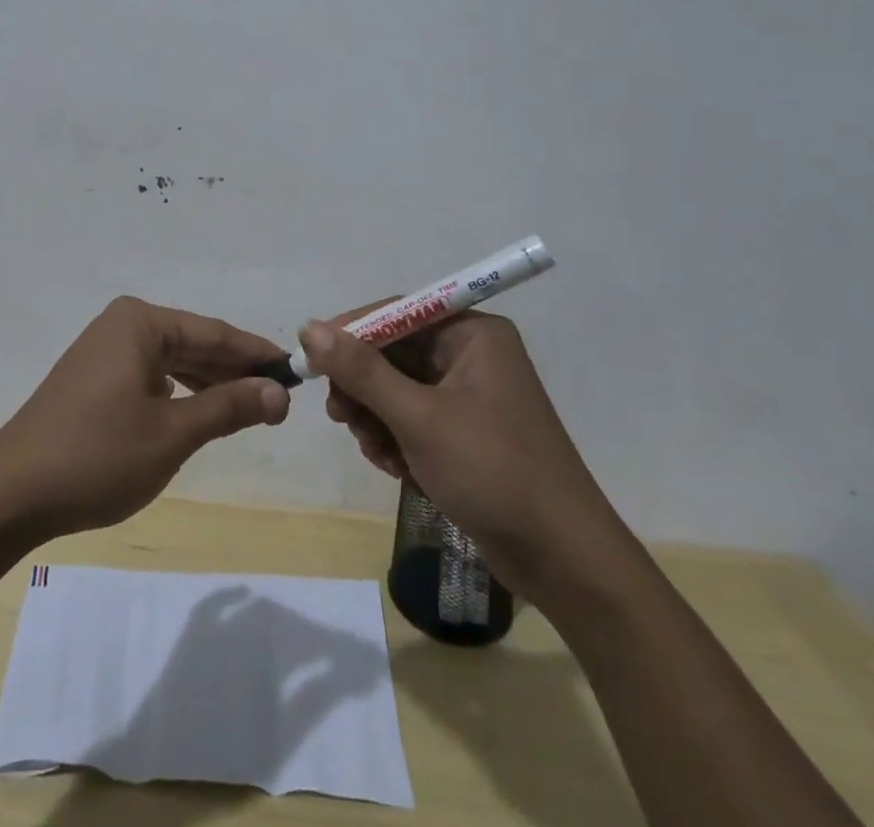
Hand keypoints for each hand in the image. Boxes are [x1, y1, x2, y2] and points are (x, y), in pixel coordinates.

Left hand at [0, 297, 290, 540]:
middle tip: (279, 400)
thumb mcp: (172, 433)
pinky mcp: (93, 380)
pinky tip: (198, 413)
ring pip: (172, 362)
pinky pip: (150, 377)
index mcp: (141, 323)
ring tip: (249, 410)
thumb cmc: (97, 455)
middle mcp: (122, 326)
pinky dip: (179, 394)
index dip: (257, 354)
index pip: (214, 332)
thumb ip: (228, 407)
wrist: (10, 494)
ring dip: (209, 385)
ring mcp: (104, 352)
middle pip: (194, 344)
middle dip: (235, 372)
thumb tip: (278, 393)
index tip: (296, 372)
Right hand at [301, 310, 629, 600]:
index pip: (396, 313)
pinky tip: (395, 467)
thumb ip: (362, 371)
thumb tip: (310, 328)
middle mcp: (471, 354)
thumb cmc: (493, 472)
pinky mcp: (466, 432)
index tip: (309, 359)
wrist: (563, 560)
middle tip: (341, 417)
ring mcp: (469, 395)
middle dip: (364, 388)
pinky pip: (413, 418)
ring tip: (376, 452)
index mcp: (472, 334)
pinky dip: (396, 439)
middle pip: (393, 353)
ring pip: (397, 389)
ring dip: (377, 419)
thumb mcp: (419, 418)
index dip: (350, 333)